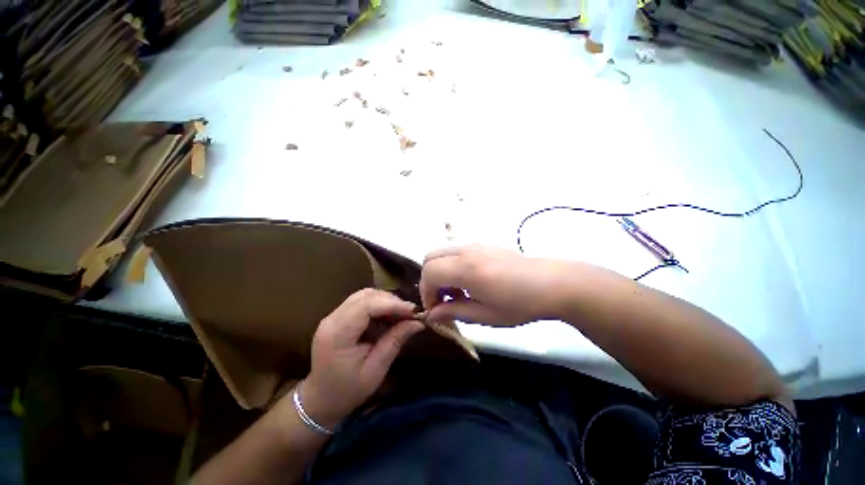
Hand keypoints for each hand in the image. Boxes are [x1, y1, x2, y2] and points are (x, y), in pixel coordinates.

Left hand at [299, 289, 424, 429]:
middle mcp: (332, 319)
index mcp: (337, 334)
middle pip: (366, 296)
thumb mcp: (375, 370)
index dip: (392, 304)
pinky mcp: (337, 316)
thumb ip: (394, 341)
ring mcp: (333, 316)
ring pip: (364, 295)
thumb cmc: (347, 391)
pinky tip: (388, 316)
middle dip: (391, 301)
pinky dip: (378, 304)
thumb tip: (418, 322)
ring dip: (385, 301)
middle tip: (410, 313)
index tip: (413, 311)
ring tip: (401, 314)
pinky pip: (361, 302)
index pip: (366, 305)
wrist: (320, 400)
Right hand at [420, 244, 571, 325]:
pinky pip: (455, 251)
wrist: (551, 283)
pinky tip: (467, 281)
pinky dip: (451, 265)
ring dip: (440, 272)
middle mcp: (466, 251)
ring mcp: (474, 244)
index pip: (429, 272)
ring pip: (442, 252)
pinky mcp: (482, 244)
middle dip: (429, 280)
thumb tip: (432, 314)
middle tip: (441, 300)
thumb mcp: (486, 315)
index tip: (435, 309)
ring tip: (455, 292)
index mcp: (467, 269)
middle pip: (430, 258)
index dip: (426, 292)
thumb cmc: (520, 304)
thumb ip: (454, 312)